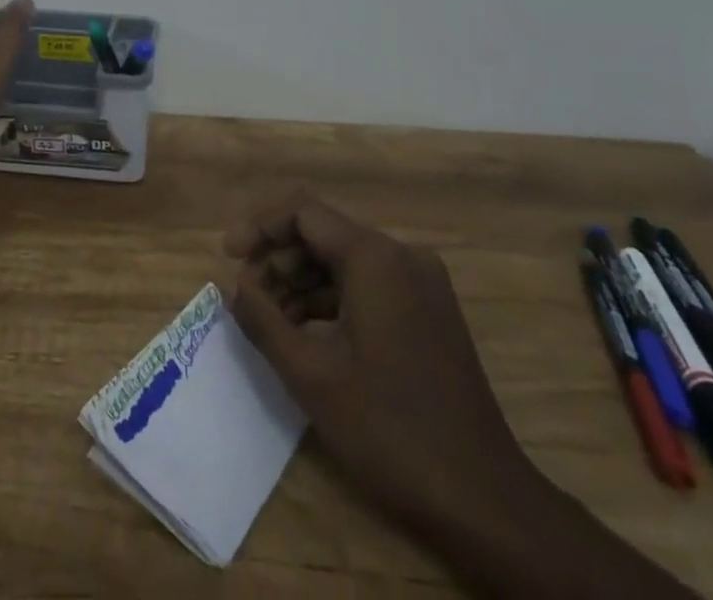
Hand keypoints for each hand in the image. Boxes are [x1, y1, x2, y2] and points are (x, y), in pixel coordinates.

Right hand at [224, 195, 539, 530]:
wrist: (484, 499)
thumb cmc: (388, 429)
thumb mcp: (310, 374)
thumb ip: (262, 318)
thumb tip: (233, 286)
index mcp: (375, 256)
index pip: (303, 212)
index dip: (259, 227)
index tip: (228, 257)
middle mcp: (402, 255)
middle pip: (324, 234)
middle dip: (278, 259)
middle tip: (246, 297)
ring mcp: (422, 283)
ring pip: (345, 261)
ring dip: (302, 283)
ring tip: (270, 321)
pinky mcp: (430, 312)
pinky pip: (369, 285)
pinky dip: (332, 301)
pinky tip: (307, 334)